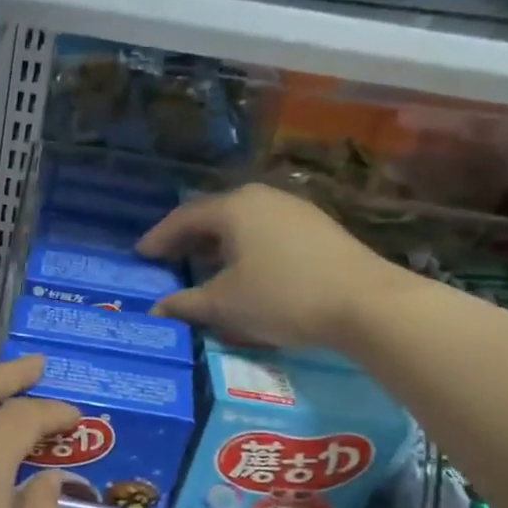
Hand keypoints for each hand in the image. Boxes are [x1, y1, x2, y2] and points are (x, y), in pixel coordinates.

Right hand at [137, 183, 410, 349]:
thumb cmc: (283, 297)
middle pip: (214, 214)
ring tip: (202, 265)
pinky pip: (265, 231)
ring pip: (242, 222)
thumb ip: (186, 304)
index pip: (184, 218)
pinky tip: (244, 269)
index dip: (159, 237)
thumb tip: (156, 310)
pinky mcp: (317, 228)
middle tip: (167, 258)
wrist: (367, 303)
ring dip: (217, 243)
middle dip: (188, 238)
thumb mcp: (225, 304)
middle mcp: (262, 197)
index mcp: (234, 207)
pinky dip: (244, 246)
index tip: (140, 254)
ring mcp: (294, 210)